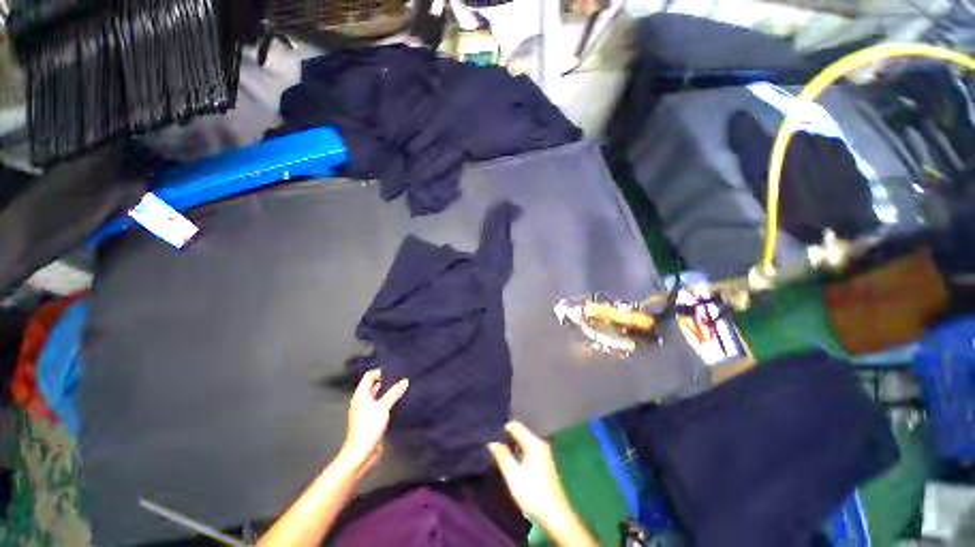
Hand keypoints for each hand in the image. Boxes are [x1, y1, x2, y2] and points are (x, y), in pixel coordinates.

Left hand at [339, 369, 408, 472]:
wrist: (360, 453)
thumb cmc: (368, 426)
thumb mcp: (383, 407)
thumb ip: (394, 393)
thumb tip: (405, 380)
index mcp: (360, 395)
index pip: (369, 376)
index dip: (380, 371)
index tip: (394, 370)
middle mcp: (361, 400)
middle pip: (373, 385)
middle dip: (385, 380)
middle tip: (400, 376)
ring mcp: (365, 410)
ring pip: (377, 395)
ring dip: (387, 391)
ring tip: (401, 386)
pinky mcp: (370, 419)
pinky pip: (379, 404)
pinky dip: (387, 400)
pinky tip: (397, 401)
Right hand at [488, 421, 570, 521]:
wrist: (555, 515)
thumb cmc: (532, 492)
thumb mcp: (513, 475)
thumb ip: (502, 456)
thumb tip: (492, 442)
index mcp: (534, 443)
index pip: (516, 426)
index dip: (503, 428)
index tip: (491, 434)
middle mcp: (540, 444)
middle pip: (521, 434)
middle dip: (508, 437)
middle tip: (494, 444)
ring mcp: (544, 454)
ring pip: (525, 443)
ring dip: (514, 446)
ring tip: (500, 452)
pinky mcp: (545, 463)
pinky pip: (529, 450)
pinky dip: (520, 453)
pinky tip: (513, 462)